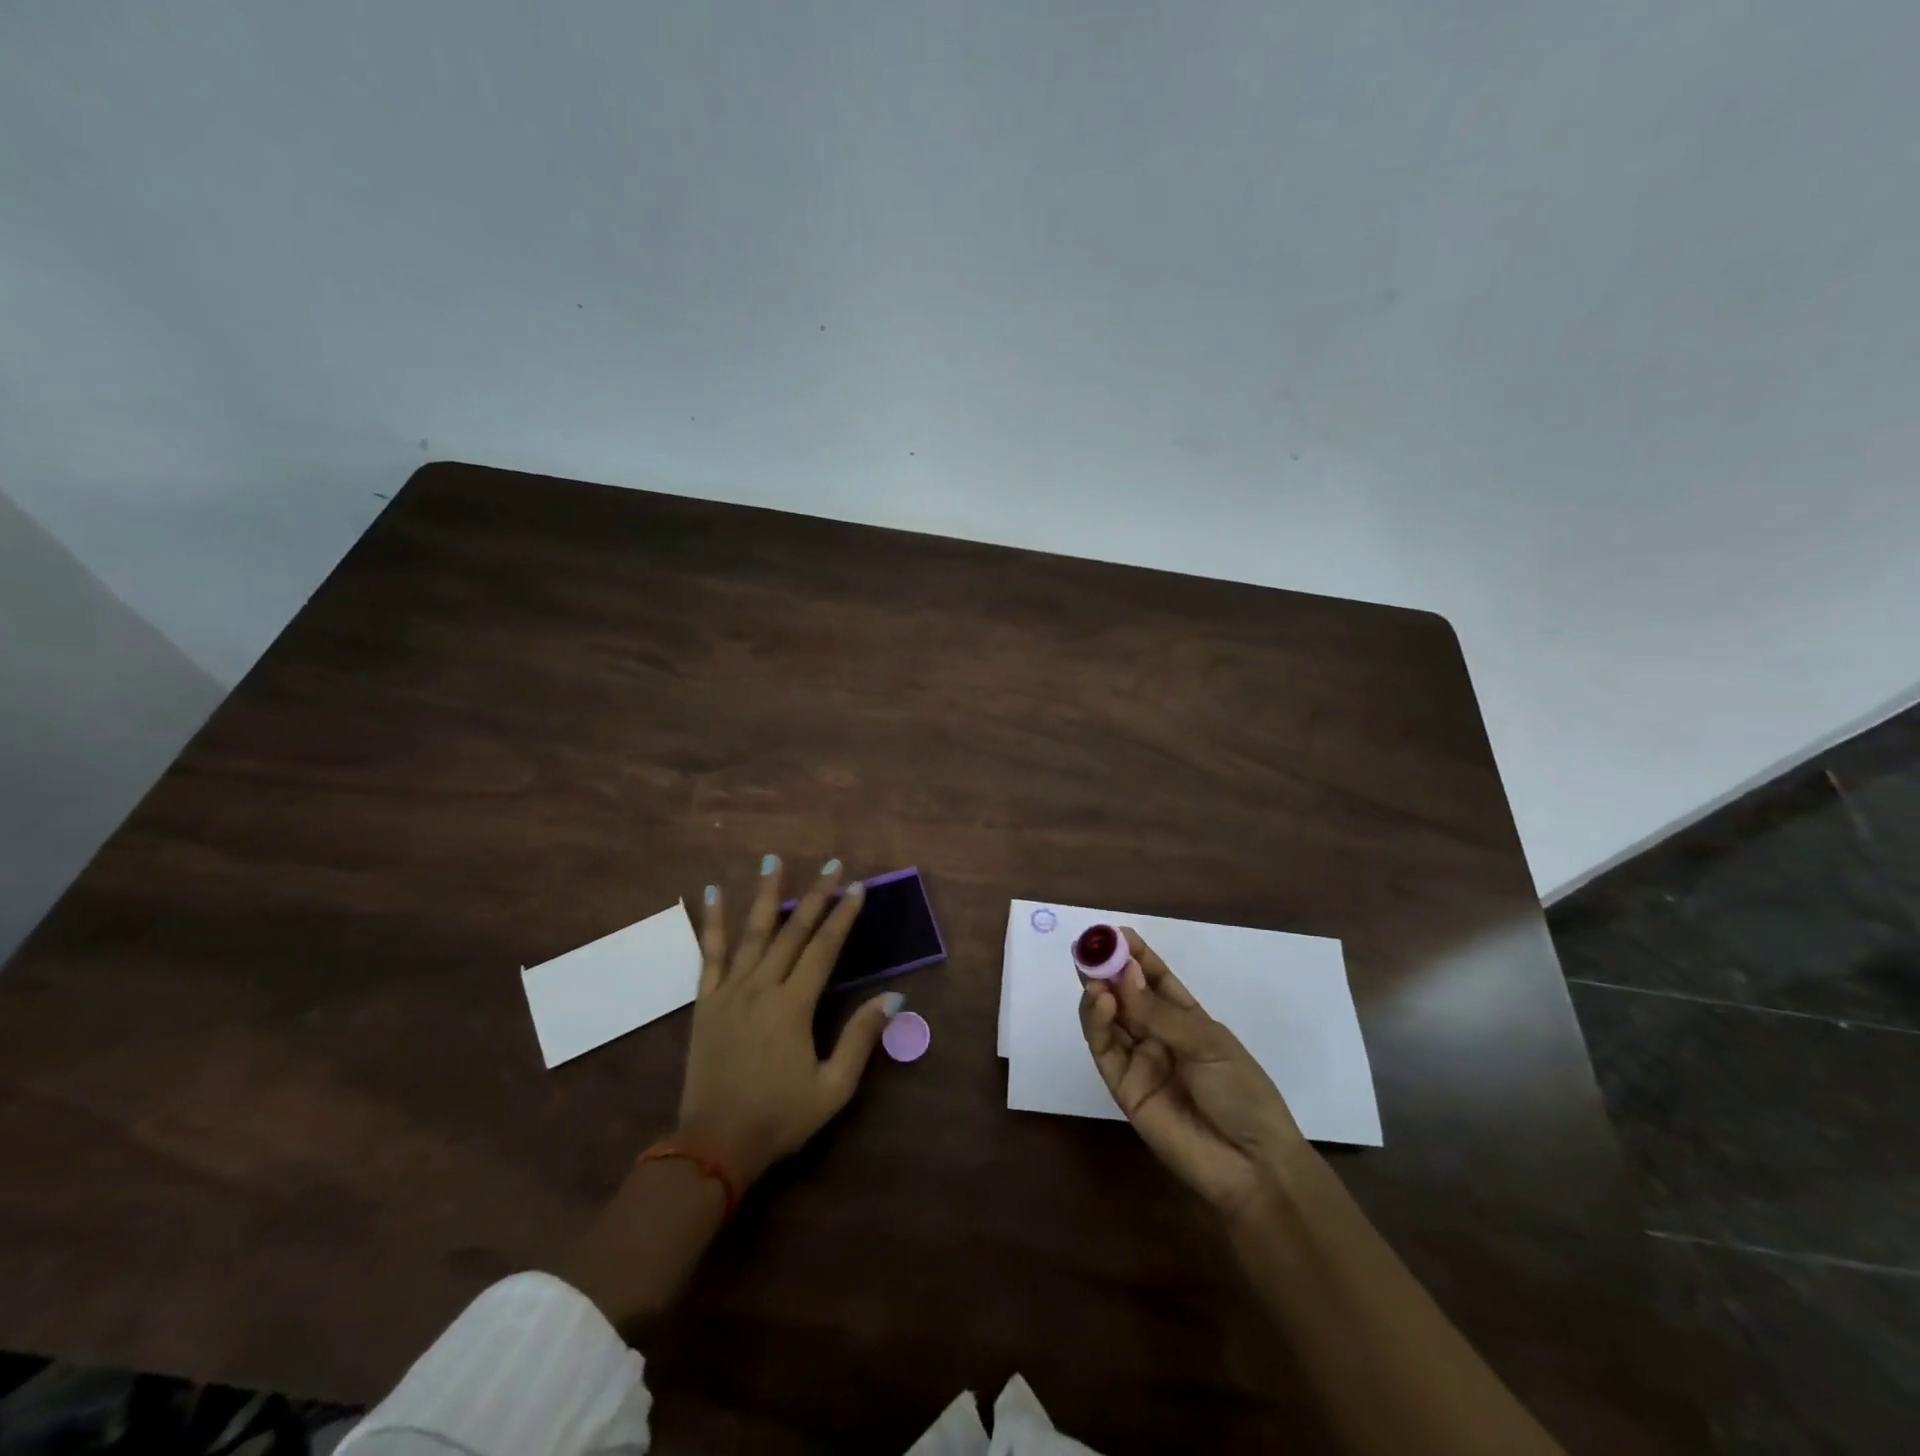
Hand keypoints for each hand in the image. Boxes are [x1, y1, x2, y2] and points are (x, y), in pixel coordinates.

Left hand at [677, 856, 899, 1186]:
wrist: (714, 1146)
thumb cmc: (779, 1118)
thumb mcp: (833, 1088)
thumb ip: (861, 1039)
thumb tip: (894, 997)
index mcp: (793, 1007)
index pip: (824, 949)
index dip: (843, 916)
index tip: (857, 887)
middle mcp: (761, 988)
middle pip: (792, 932)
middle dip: (815, 896)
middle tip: (831, 864)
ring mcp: (729, 992)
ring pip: (752, 932)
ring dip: (766, 894)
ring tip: (774, 860)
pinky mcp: (705, 1002)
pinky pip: (709, 954)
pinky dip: (713, 922)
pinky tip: (713, 894)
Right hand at [1079, 928, 1310, 1224]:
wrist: (1251, 1164)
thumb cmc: (1242, 1093)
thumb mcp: (1208, 1043)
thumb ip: (1160, 1013)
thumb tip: (1123, 975)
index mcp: (1186, 1018)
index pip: (1155, 978)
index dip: (1135, 954)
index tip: (1115, 933)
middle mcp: (1157, 1034)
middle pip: (1125, 995)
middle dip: (1107, 970)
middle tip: (1089, 948)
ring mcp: (1139, 1060)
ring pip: (1108, 1019)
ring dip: (1098, 992)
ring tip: (1093, 974)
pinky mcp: (1123, 1087)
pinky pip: (1104, 1050)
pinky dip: (1096, 1023)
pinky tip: (1100, 1001)